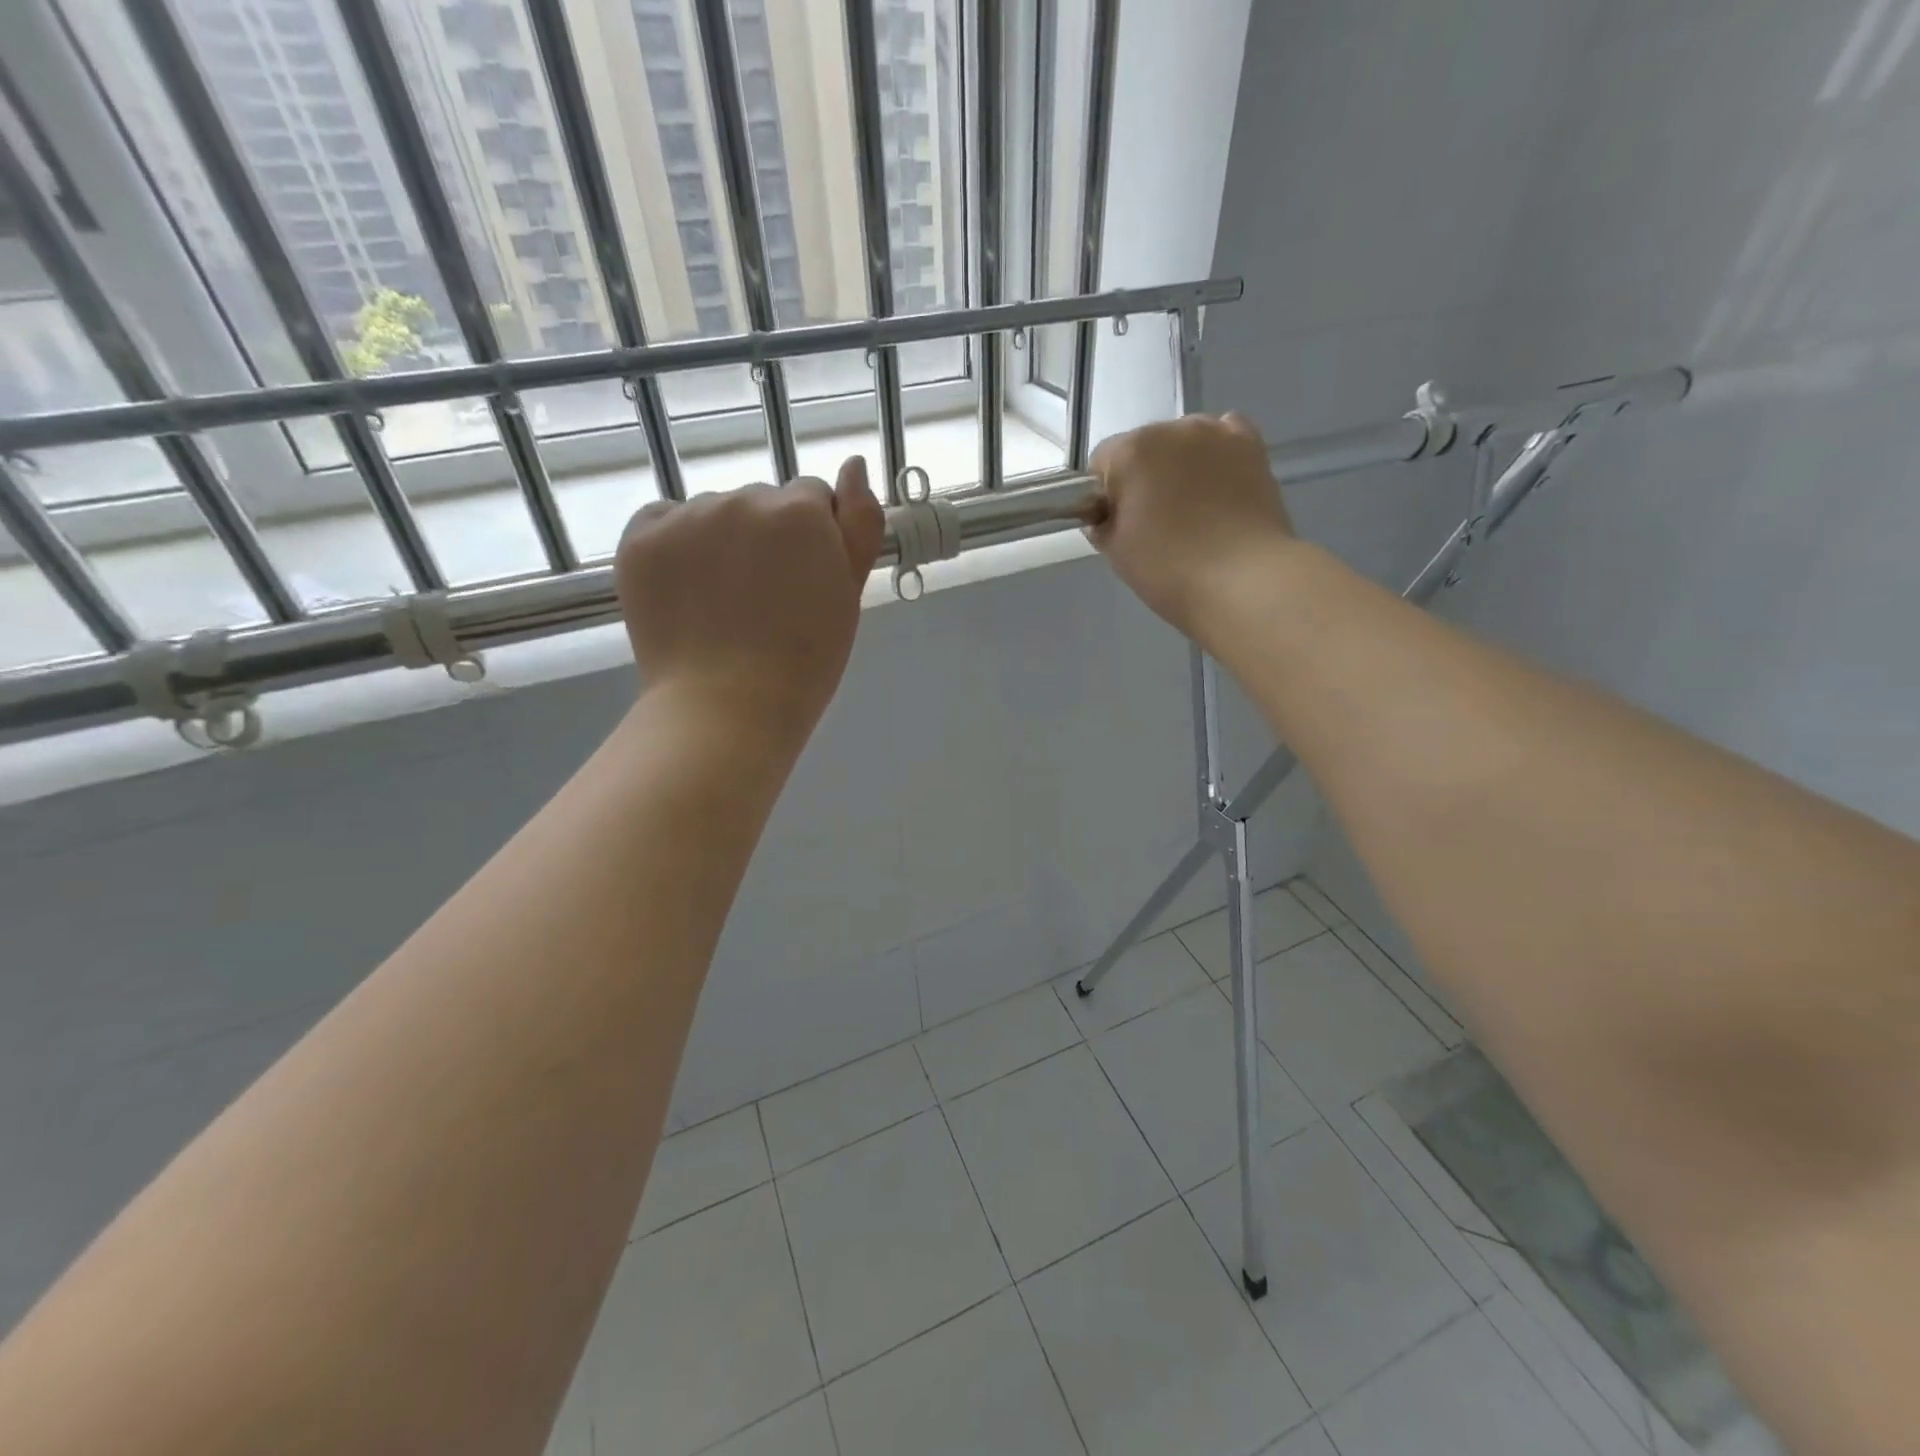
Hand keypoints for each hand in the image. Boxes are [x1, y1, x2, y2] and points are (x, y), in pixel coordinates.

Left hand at [615, 456, 884, 744]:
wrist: (727, 708)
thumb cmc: (804, 661)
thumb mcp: (848, 595)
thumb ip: (860, 525)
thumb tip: (854, 465)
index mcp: (801, 511)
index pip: (811, 499)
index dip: (812, 541)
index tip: (804, 585)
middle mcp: (743, 498)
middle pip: (761, 503)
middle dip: (766, 538)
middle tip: (764, 601)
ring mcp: (686, 516)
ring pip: (713, 513)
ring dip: (721, 542)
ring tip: (721, 604)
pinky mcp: (641, 538)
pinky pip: (664, 522)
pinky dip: (674, 546)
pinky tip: (685, 591)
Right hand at [1088, 412, 1294, 641]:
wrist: (1243, 580)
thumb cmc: (1169, 569)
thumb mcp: (1115, 552)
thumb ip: (1102, 522)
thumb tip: (1107, 513)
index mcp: (1130, 452)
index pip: (1101, 463)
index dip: (1105, 495)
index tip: (1117, 525)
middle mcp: (1172, 429)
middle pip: (1143, 448)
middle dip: (1143, 478)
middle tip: (1155, 523)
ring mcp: (1216, 433)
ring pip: (1183, 443)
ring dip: (1179, 466)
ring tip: (1192, 509)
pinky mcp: (1251, 446)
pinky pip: (1223, 437)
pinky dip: (1215, 456)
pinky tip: (1218, 485)